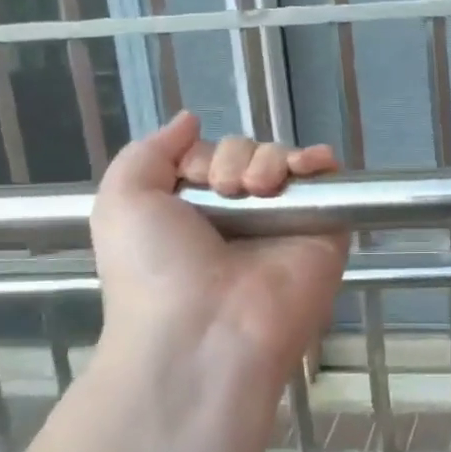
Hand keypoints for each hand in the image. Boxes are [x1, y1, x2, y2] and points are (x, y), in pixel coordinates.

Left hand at [91, 113, 348, 398]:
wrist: (205, 331)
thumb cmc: (154, 269)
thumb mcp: (122, 202)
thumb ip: (148, 151)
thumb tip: (190, 120)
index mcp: (197, 211)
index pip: (212, 155)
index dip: (204, 154)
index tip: (195, 178)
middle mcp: (243, 216)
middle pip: (250, 153)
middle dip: (235, 158)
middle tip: (228, 191)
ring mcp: (285, 223)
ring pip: (285, 161)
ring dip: (269, 160)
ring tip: (258, 190)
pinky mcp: (324, 232)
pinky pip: (329, 181)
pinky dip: (320, 161)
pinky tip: (308, 164)